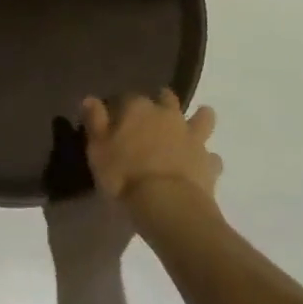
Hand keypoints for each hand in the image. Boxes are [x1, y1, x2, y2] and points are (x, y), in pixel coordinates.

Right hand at [79, 89, 220, 209]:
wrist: (168, 207)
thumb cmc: (124, 176)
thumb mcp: (97, 149)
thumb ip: (95, 121)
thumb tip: (90, 98)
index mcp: (138, 108)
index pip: (128, 97)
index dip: (122, 107)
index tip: (117, 119)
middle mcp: (167, 115)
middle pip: (167, 98)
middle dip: (163, 101)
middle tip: (155, 115)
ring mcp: (192, 137)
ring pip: (202, 118)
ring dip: (199, 119)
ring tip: (194, 126)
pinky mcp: (209, 163)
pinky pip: (212, 157)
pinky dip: (208, 160)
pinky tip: (204, 167)